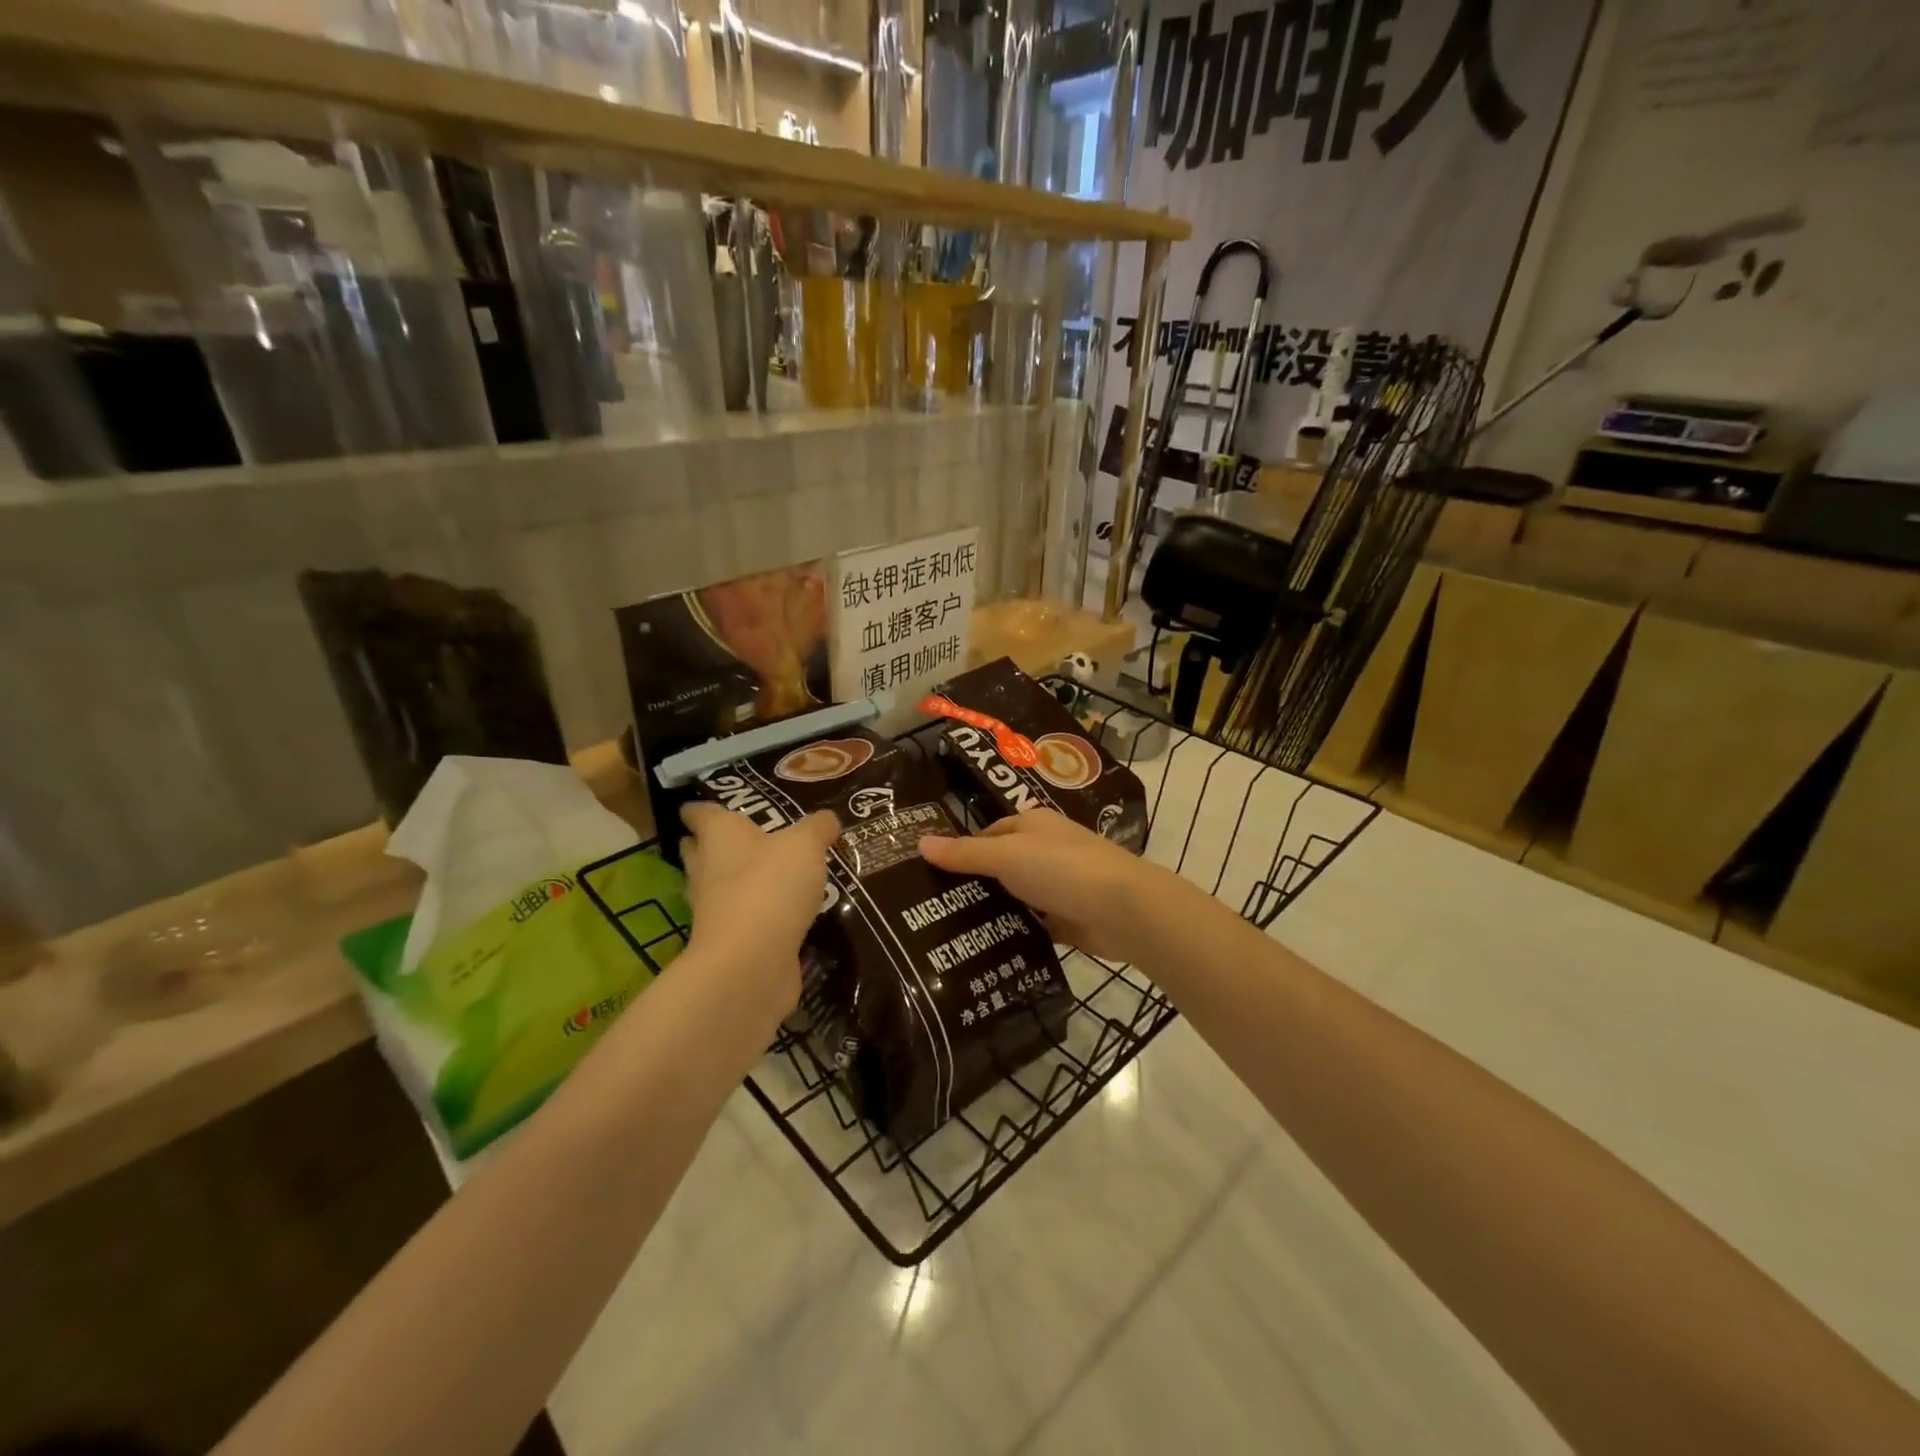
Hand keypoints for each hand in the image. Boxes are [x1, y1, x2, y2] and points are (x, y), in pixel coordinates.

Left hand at [679, 803, 839, 1014]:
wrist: (750, 963)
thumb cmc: (770, 887)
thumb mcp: (806, 846)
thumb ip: (817, 828)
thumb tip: (827, 819)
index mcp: (720, 837)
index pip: (700, 814)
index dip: (699, 808)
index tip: (698, 804)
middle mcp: (708, 870)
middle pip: (701, 851)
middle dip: (712, 844)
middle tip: (741, 835)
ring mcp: (715, 910)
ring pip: (719, 886)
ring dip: (735, 880)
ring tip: (767, 872)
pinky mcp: (730, 942)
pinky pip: (741, 919)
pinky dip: (755, 913)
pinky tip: (779, 912)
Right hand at [920, 810, 1165, 962]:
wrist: (1124, 910)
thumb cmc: (1062, 869)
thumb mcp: (1006, 855)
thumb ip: (965, 853)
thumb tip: (919, 842)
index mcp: (1032, 825)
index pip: (987, 834)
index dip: (960, 852)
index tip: (929, 877)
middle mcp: (1045, 850)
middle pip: (1000, 866)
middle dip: (973, 885)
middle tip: (931, 910)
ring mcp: (1059, 885)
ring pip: (1016, 896)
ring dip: (993, 911)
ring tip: (949, 934)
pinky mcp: (1068, 918)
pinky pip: (1033, 923)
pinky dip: (1015, 933)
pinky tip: (985, 949)